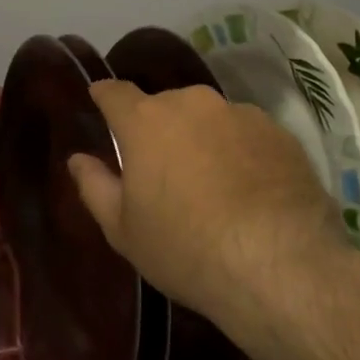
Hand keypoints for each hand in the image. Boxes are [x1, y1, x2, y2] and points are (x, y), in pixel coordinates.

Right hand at [66, 81, 350, 338]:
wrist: (281, 266)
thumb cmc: (185, 248)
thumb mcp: (124, 230)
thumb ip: (94, 186)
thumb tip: (78, 159)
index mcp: (146, 121)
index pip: (114, 92)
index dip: (104, 96)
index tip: (99, 100)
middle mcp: (193, 104)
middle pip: (165, 106)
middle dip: (158, 128)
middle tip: (161, 166)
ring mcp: (242, 115)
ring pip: (209, 119)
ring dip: (202, 139)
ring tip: (211, 183)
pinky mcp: (282, 134)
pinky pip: (247, 135)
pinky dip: (240, 153)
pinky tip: (248, 191)